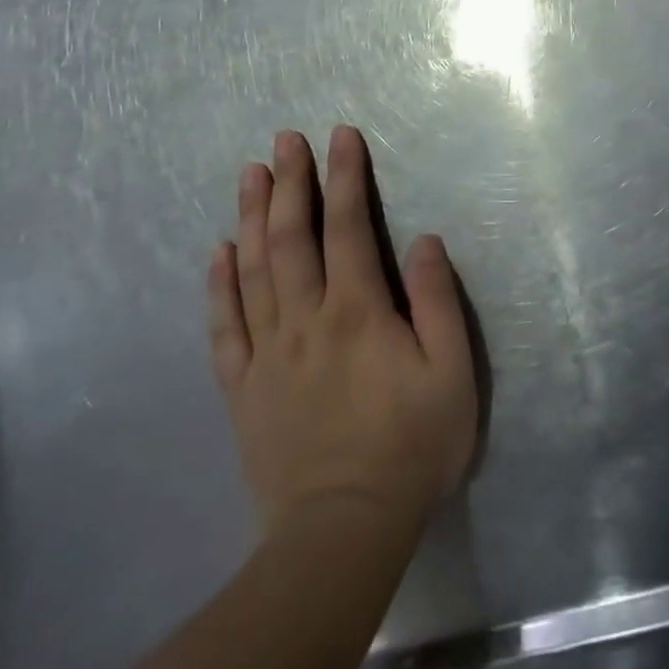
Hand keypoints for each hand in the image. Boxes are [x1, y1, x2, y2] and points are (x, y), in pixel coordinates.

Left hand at [208, 126, 477, 535]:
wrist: (342, 532)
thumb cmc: (411, 448)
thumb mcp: (451, 374)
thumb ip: (436, 301)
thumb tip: (423, 240)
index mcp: (357, 311)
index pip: (347, 227)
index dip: (344, 177)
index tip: (340, 136)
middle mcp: (305, 319)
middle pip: (290, 237)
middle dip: (289, 182)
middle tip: (284, 139)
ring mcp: (267, 353)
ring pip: (252, 270)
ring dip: (250, 216)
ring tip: (249, 173)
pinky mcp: (243, 388)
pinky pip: (225, 326)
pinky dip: (219, 284)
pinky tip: (217, 253)